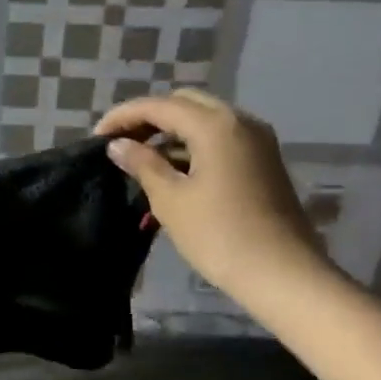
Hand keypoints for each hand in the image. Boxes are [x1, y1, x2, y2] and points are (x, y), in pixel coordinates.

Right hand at [95, 90, 327, 312]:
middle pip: (184, 104)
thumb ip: (142, 164)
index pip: (159, 105)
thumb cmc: (220, 235)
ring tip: (140, 160)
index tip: (96, 137)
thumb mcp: (171, 199)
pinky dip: (193, 147)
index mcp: (215, 124)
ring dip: (171, 134)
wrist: (283, 275)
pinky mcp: (263, 162)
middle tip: (121, 143)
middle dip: (149, 119)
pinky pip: (220, 140)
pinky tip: (172, 172)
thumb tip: (118, 145)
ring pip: (204, 121)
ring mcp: (257, 141)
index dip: (123, 116)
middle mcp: (240, 121)